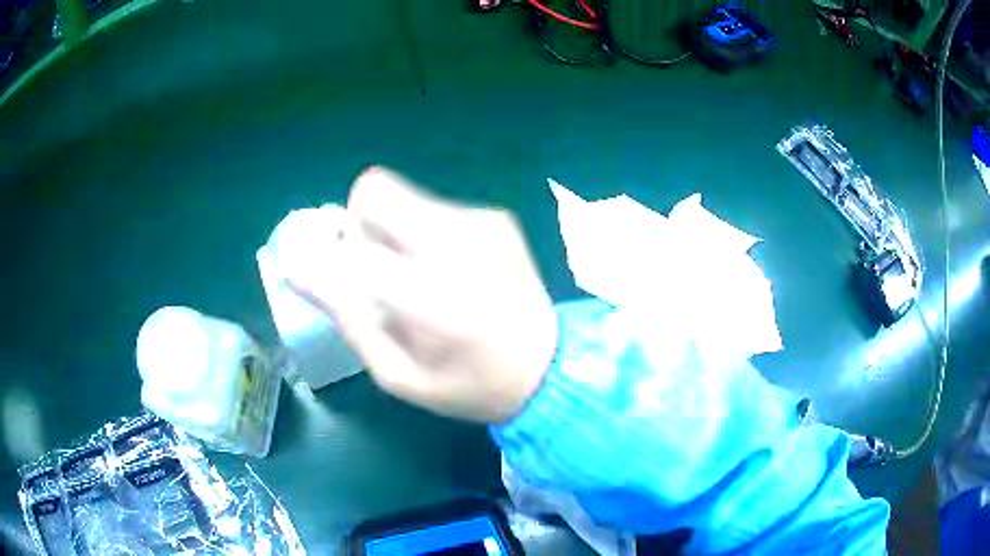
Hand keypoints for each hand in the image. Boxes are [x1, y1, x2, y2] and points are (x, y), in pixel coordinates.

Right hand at [286, 167, 557, 422]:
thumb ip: (346, 318)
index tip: (329, 272)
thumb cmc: (467, 384)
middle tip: (376, 267)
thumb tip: (297, 267)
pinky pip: (434, 207)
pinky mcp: (496, 215)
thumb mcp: (397, 375)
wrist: (548, 367)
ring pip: (402, 196)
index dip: (327, 253)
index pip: (350, 246)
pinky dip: (425, 232)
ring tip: (420, 275)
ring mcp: (481, 221)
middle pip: (374, 190)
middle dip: (359, 224)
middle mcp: (456, 243)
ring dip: (393, 230)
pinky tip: (452, 269)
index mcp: (430, 297)